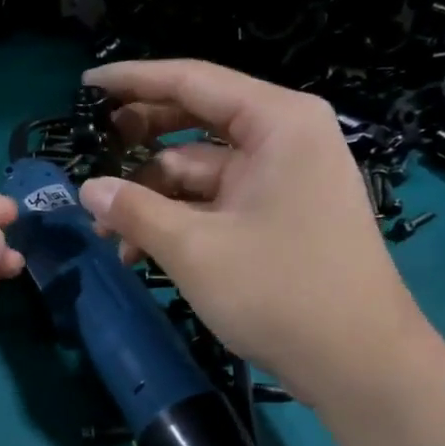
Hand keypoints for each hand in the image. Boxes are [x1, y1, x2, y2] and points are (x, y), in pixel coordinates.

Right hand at [77, 59, 434, 407]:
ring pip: (199, 170)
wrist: (359, 364)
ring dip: (151, 197)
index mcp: (277, 122)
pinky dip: (178, 220)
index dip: (132, 81)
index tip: (85, 86)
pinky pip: (216, 201)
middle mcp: (284, 138)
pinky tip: (139, 253)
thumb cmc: (279, 292)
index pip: (192, 81)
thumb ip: (134, 211)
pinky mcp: (279, 214)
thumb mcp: (194, 248)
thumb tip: (87, 190)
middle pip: (195, 121)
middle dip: (139, 143)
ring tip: (107, 233)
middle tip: (90, 152)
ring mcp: (283, 178)